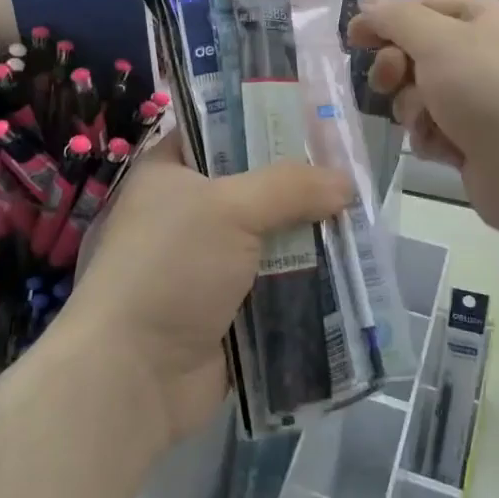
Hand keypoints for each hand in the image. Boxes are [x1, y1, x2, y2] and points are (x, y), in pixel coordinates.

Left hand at [58, 138, 350, 444]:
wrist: (134, 375)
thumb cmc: (170, 268)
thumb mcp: (230, 209)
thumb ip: (290, 187)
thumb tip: (345, 183)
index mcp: (171, 172)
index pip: (221, 130)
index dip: (267, 122)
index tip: (317, 122)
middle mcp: (188, 212)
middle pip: (257, 186)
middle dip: (303, 185)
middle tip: (354, 174)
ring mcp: (208, 263)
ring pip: (271, 237)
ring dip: (311, 236)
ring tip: (364, 221)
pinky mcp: (229, 308)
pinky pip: (277, 284)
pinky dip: (307, 280)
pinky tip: (351, 270)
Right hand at [347, 0, 498, 237]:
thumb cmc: (489, 91)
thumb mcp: (437, 41)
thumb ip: (396, 18)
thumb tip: (368, 0)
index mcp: (488, 18)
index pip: (425, 8)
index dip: (386, 20)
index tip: (353, 38)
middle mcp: (488, 54)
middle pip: (419, 52)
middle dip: (398, 69)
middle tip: (388, 82)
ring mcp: (484, 100)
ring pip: (421, 94)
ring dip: (414, 108)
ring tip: (428, 122)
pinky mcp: (477, 140)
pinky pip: (435, 129)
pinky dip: (432, 137)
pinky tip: (445, 149)